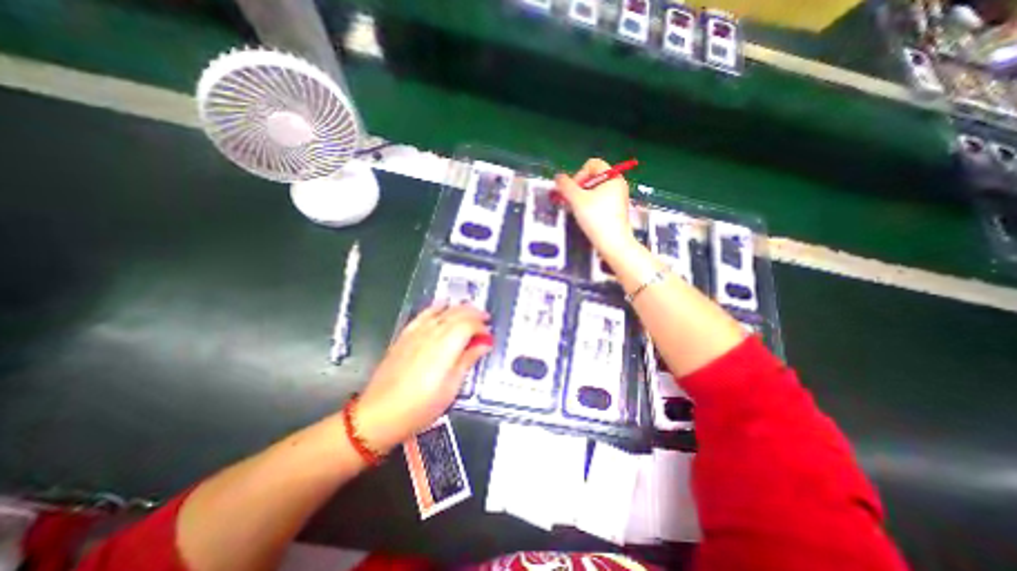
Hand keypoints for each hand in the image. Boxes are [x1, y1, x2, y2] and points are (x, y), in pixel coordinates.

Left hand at [354, 304, 491, 454]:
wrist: (379, 414)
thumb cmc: (420, 407)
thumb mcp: (451, 388)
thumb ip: (468, 360)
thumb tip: (483, 344)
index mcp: (446, 347)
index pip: (469, 325)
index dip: (482, 327)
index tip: (488, 336)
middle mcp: (432, 334)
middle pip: (457, 314)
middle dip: (474, 313)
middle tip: (485, 320)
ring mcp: (416, 333)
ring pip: (442, 311)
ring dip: (459, 308)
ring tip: (470, 311)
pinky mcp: (405, 335)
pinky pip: (424, 314)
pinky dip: (436, 307)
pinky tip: (442, 305)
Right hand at [554, 159, 632, 258]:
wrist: (613, 243)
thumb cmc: (596, 218)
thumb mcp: (577, 200)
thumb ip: (565, 186)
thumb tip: (558, 177)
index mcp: (612, 177)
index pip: (592, 164)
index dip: (579, 174)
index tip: (573, 191)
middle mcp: (618, 184)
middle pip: (593, 177)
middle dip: (579, 188)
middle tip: (572, 202)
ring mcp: (618, 198)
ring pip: (595, 190)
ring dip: (582, 198)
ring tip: (577, 211)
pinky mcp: (616, 210)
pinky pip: (600, 201)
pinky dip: (590, 206)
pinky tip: (586, 218)